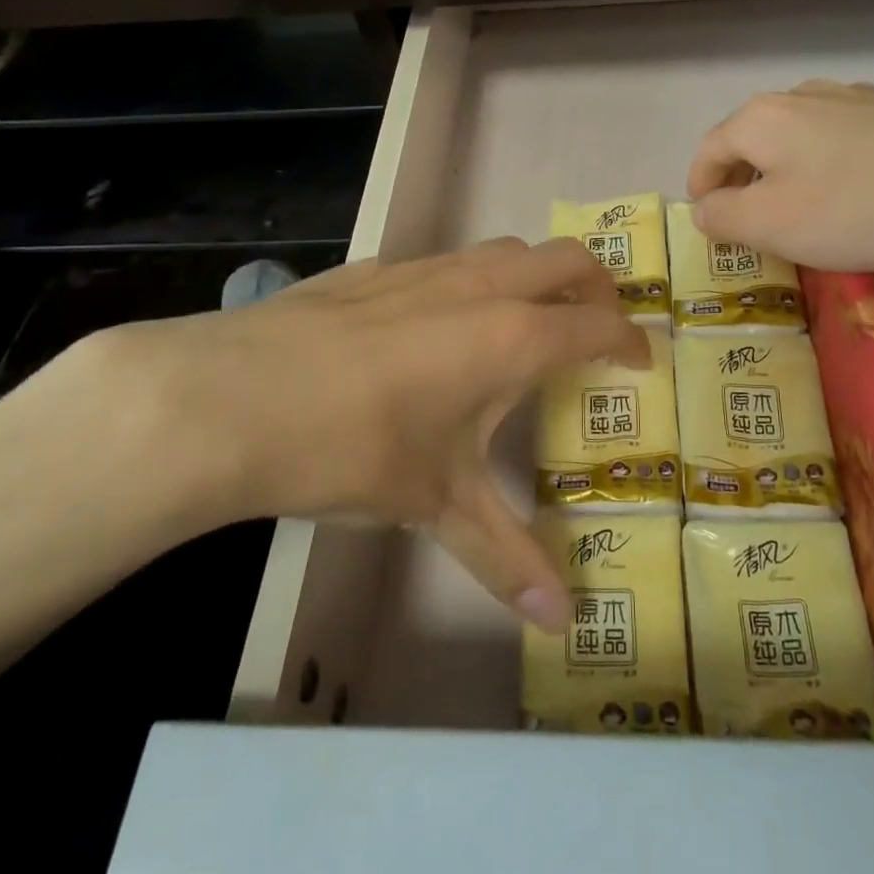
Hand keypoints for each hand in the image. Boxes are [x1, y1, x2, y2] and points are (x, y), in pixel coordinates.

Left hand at [37, 238, 645, 629]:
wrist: (231, 398)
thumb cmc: (352, 449)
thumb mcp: (436, 505)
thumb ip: (503, 556)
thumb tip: (562, 623)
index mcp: (512, 337)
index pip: (598, 324)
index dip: (630, 340)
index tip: (642, 360)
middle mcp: (480, 287)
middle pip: (567, 259)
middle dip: (597, 286)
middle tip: (598, 326)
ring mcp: (425, 268)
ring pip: (507, 250)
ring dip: (535, 275)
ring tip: (527, 321)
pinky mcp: (377, 267)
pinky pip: (450, 260)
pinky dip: (474, 280)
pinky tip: (440, 325)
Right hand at [686, 80, 873, 270]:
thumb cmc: (854, 209)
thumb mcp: (769, 226)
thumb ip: (721, 217)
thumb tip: (703, 208)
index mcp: (762, 118)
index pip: (710, 150)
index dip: (700, 186)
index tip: (707, 217)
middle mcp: (804, 94)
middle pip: (757, 137)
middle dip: (746, 176)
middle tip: (753, 216)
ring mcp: (860, 95)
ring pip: (807, 132)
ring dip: (794, 165)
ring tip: (811, 201)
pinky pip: (855, 134)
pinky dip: (843, 159)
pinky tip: (868, 186)